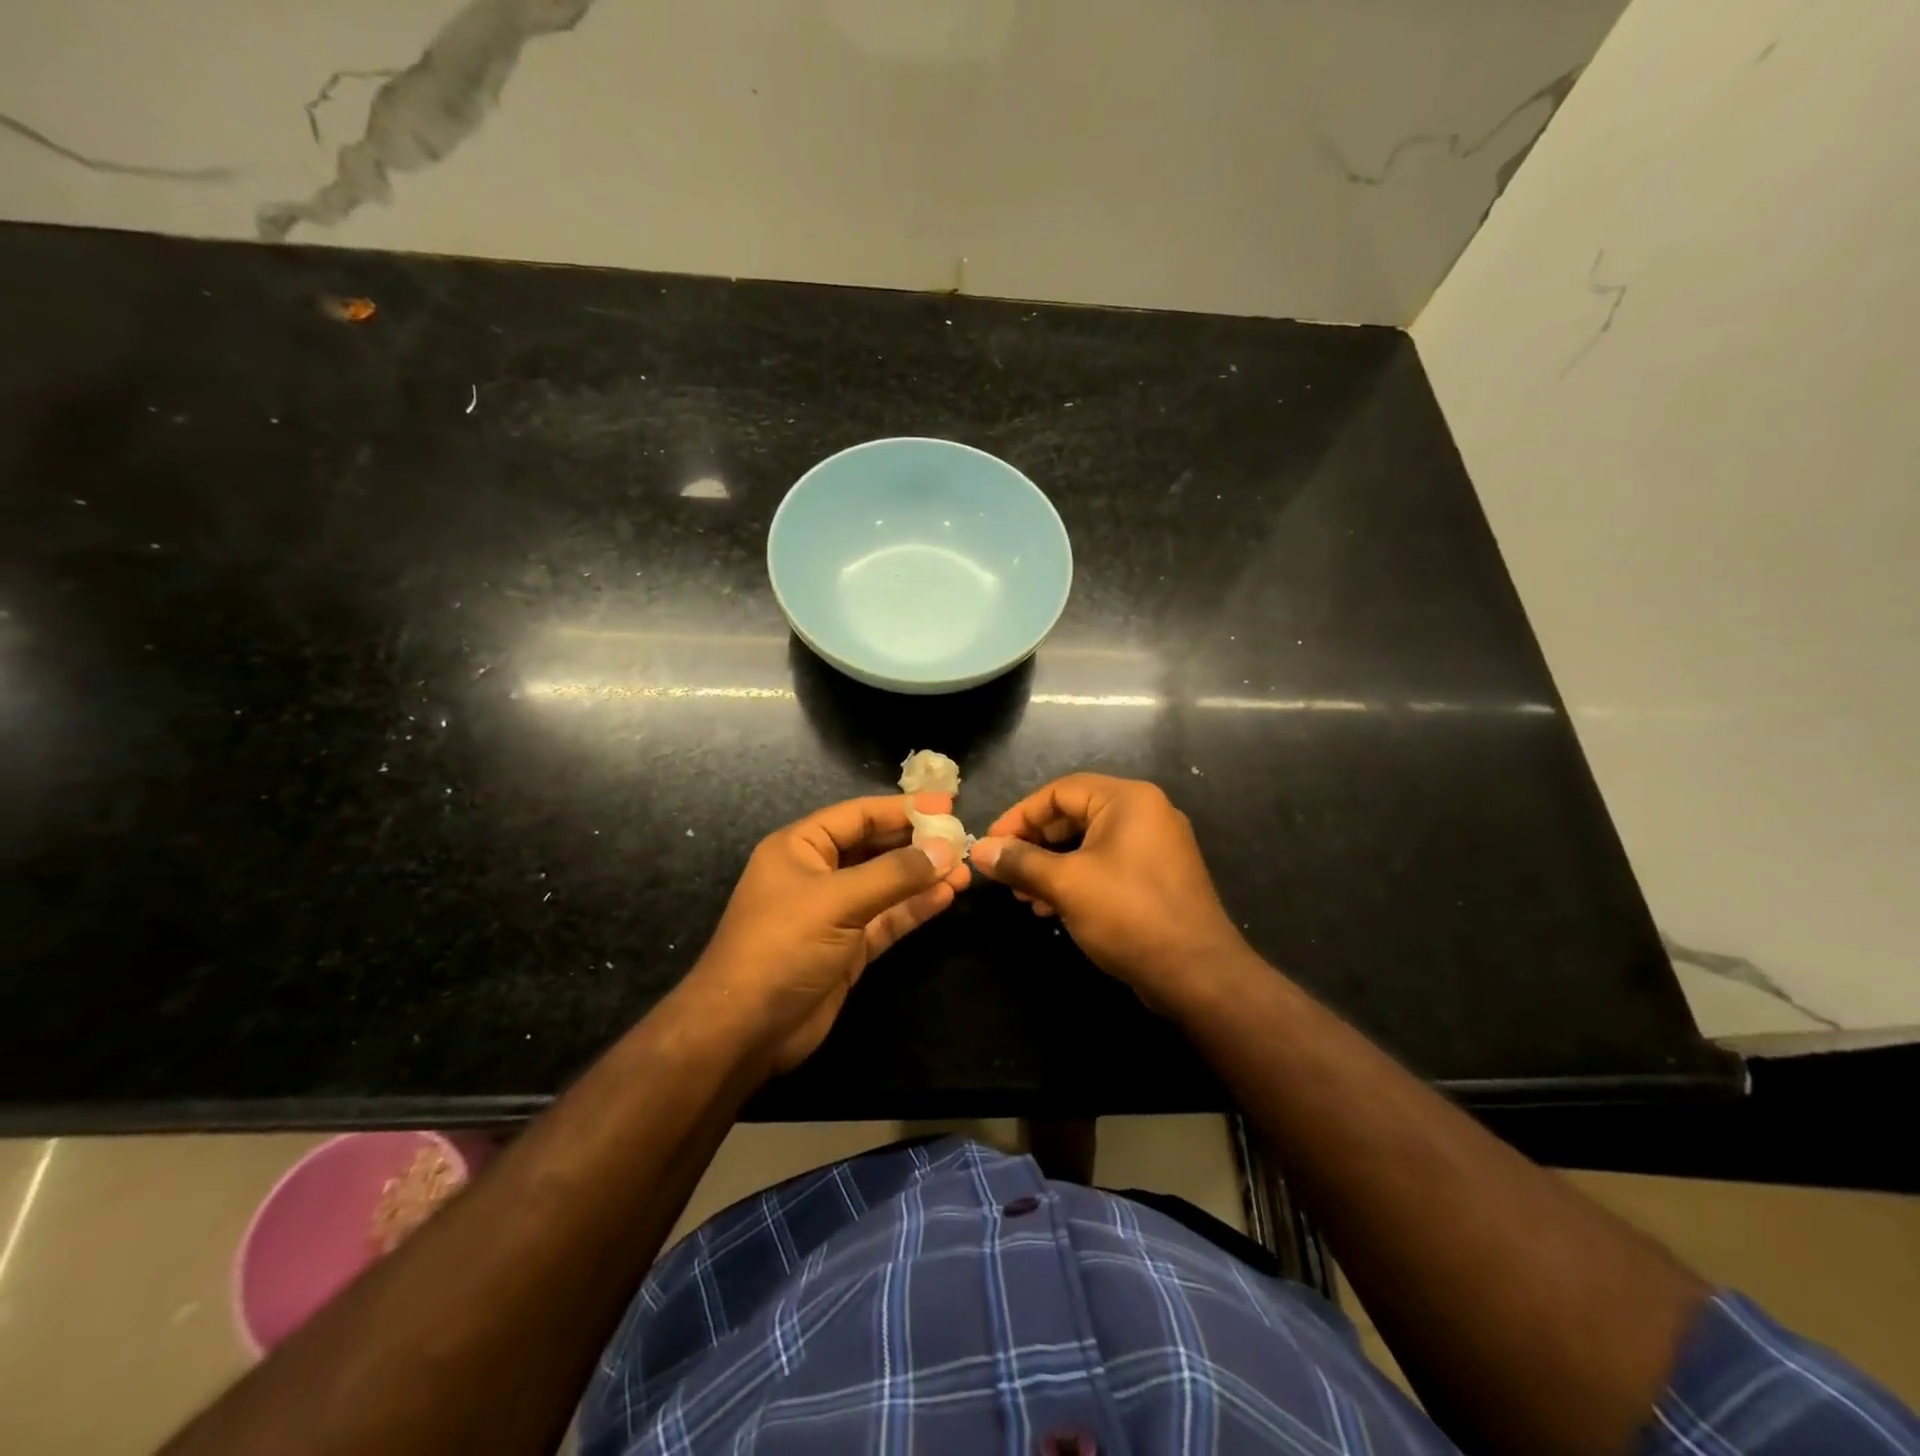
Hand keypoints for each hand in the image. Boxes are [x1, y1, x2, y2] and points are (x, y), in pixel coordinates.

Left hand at [689, 792, 970, 1073]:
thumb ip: (895, 874)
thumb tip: (945, 849)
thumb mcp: (837, 900)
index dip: (903, 808)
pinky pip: (887, 918)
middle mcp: (818, 873)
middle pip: (875, 847)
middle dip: (917, 843)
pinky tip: (946, 896)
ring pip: (886, 885)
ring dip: (923, 877)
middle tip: (962, 838)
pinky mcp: (849, 948)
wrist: (745, 1030)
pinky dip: (914, 907)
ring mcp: (834, 913)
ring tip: (964, 870)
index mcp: (801, 847)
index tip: (948, 805)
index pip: (859, 815)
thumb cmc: (782, 946)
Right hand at [970, 774, 1249, 1010]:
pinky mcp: (1157, 876)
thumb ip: (1020, 862)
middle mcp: (1145, 812)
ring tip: (1025, 898)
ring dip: (1051, 866)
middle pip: (1074, 815)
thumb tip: (980, 850)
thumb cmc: (1129, 915)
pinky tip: (1052, 909)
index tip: (990, 844)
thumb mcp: (1066, 885)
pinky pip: (1107, 864)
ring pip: (1088, 843)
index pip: (1059, 791)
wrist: (1198, 974)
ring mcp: (1155, 845)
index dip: (1019, 816)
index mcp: (1128, 800)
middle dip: (1035, 844)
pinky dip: (1076, 879)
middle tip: (1005, 872)